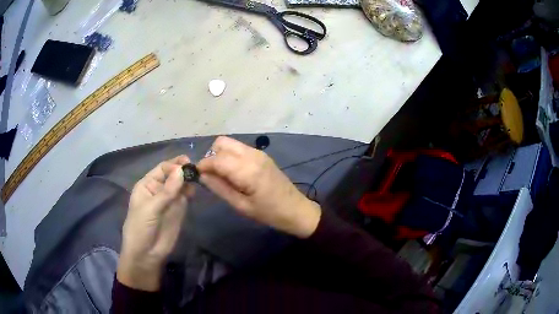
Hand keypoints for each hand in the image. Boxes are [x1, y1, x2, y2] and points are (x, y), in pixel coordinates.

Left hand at [117, 155, 193, 290]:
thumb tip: (181, 170)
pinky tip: (194, 191)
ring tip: (197, 180)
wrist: (146, 254)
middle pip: (173, 175)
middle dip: (183, 170)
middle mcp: (159, 189)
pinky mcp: (178, 210)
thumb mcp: (151, 208)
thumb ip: (167, 191)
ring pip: (181, 185)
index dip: (174, 165)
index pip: (162, 169)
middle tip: (196, 170)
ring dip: (188, 181)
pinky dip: (190, 192)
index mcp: (147, 185)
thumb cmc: (141, 227)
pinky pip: (185, 197)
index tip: (187, 163)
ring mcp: (169, 200)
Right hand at [197, 136, 320, 237]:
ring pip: (230, 143)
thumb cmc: (268, 213)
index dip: (203, 165)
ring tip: (222, 175)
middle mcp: (252, 155)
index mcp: (247, 170)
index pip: (216, 159)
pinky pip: (239, 148)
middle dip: (211, 156)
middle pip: (221, 143)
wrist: (295, 209)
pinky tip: (234, 172)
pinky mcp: (262, 155)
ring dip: (220, 155)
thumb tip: (201, 175)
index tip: (196, 175)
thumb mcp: (241, 205)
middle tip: (211, 175)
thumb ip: (219, 188)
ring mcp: (258, 152)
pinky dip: (230, 156)